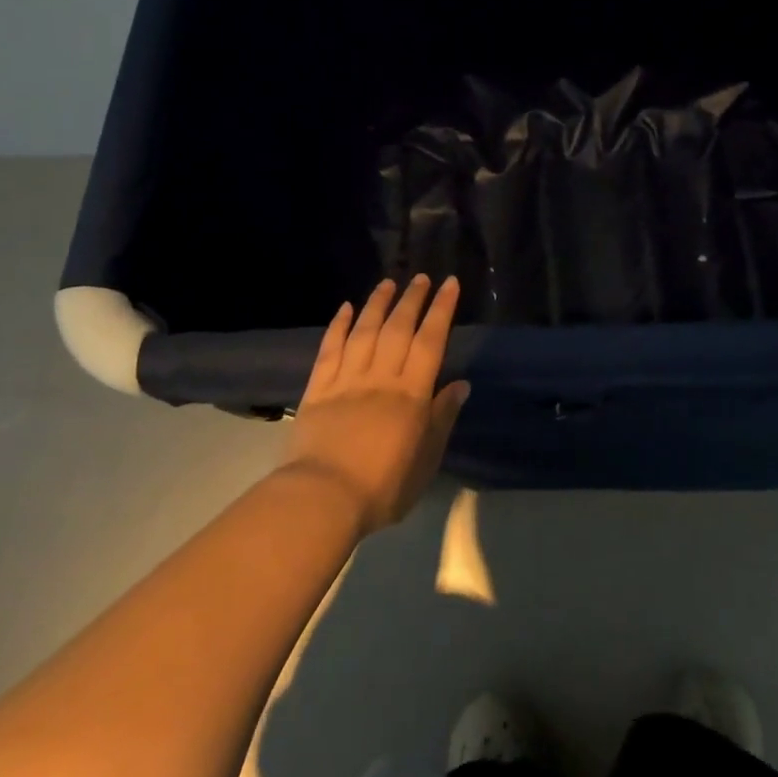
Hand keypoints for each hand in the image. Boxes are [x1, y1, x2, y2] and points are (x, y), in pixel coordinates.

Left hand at [281, 275, 468, 536]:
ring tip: (387, 283)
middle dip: (411, 299)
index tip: (449, 284)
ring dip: (377, 304)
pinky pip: (329, 349)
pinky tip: (345, 309)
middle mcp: (380, 377)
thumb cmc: (382, 487)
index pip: (430, 341)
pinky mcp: (317, 389)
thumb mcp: (425, 460)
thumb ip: (442, 419)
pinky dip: (338, 326)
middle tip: (420, 277)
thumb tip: (461, 384)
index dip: (441, 309)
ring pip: (364, 331)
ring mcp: (346, 379)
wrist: (322, 499)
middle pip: (398, 328)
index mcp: (410, 393)